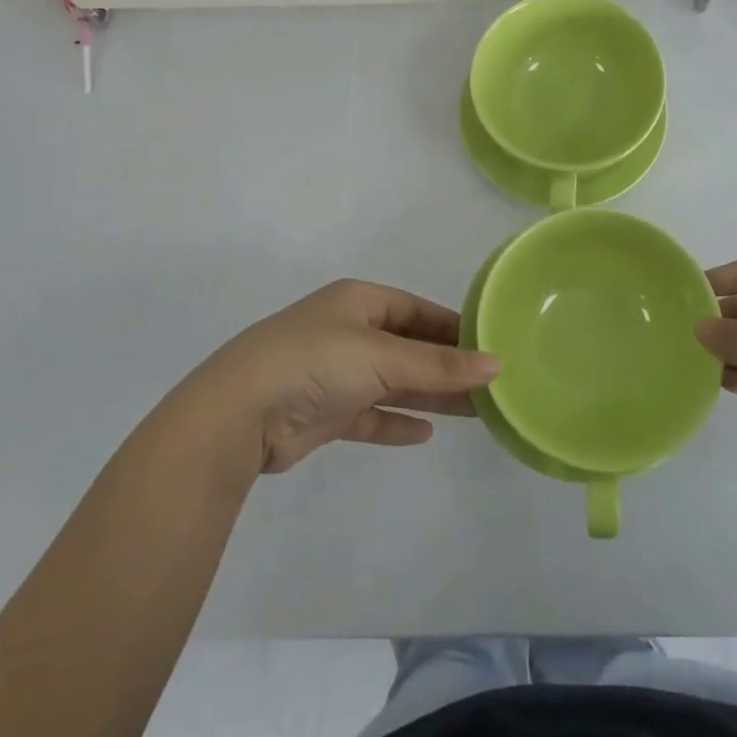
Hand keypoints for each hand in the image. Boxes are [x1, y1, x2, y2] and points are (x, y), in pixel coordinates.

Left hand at [190, 280, 498, 473]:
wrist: (240, 414)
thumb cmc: (317, 362)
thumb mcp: (384, 357)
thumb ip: (439, 365)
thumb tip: (496, 364)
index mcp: (359, 302)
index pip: (416, 310)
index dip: (453, 327)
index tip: (489, 348)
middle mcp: (348, 332)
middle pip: (408, 347)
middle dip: (445, 366)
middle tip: (489, 386)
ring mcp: (334, 373)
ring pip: (393, 383)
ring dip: (428, 396)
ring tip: (473, 411)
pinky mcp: (323, 412)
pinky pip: (369, 415)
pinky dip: (394, 423)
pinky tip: (424, 434)